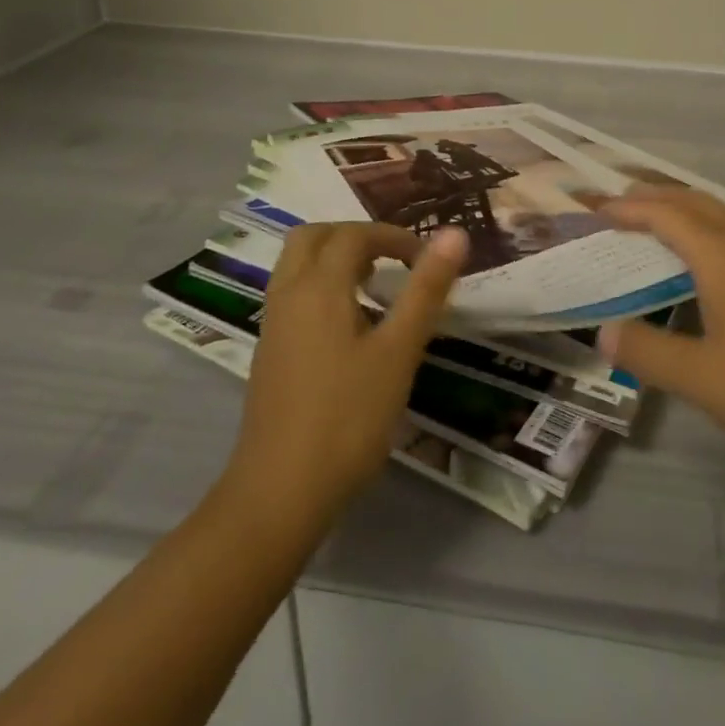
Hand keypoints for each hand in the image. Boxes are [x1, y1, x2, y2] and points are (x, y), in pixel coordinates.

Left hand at [221, 223, 468, 530]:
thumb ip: (426, 289)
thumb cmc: (348, 418)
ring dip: (335, 260)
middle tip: (392, 261)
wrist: (280, 492)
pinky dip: (321, 287)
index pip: (354, 234)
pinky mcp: (270, 352)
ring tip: (375, 288)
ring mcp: (273, 324)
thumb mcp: (399, 351)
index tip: (426, 259)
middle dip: (355, 237)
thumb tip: (455, 233)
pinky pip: (293, 294)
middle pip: (314, 237)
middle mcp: (289, 294)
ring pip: (298, 265)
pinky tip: (351, 327)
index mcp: (319, 286)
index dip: (393, 236)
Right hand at [598, 188, 724, 502]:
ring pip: (724, 220)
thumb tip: (604, 331)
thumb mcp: (706, 379)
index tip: (593, 205)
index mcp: (723, 257)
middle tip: (619, 202)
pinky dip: (711, 238)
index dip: (626, 208)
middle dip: (655, 196)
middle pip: (696, 202)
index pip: (664, 214)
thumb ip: (649, 352)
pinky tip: (713, 273)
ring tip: (657, 227)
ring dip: (686, 213)